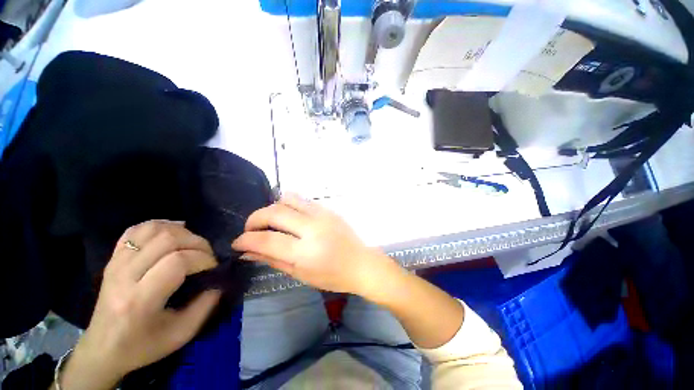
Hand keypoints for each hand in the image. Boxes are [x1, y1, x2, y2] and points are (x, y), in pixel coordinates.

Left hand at [58, 221, 220, 389]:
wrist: (102, 349)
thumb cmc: (143, 346)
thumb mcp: (181, 334)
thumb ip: (206, 306)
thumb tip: (220, 279)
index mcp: (139, 300)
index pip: (177, 262)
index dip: (203, 259)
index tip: (213, 268)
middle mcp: (123, 276)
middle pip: (167, 240)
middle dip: (197, 243)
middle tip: (207, 255)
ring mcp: (115, 263)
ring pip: (153, 229)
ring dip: (182, 232)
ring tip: (193, 245)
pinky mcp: (113, 258)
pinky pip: (136, 229)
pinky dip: (160, 225)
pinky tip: (174, 231)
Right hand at [231, 194, 396, 295]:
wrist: (361, 263)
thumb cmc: (333, 276)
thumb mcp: (301, 274)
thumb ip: (273, 260)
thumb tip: (247, 251)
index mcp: (306, 252)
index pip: (267, 240)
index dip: (246, 240)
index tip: (237, 242)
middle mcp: (313, 228)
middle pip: (274, 212)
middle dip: (254, 219)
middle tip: (251, 230)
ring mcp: (322, 214)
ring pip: (288, 198)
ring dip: (273, 208)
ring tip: (271, 222)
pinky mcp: (328, 209)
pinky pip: (302, 200)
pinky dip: (289, 205)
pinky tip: (289, 218)